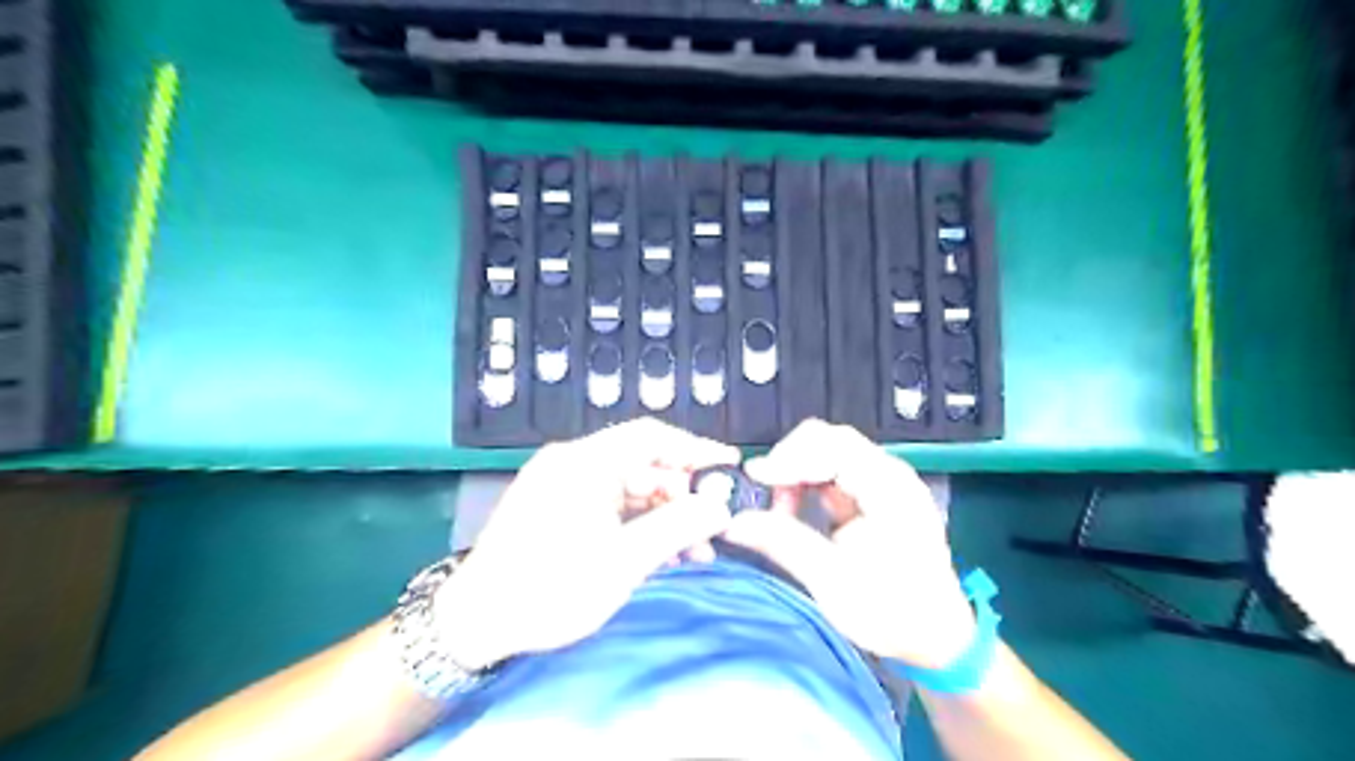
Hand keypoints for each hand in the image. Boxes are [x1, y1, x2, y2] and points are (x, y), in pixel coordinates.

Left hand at [431, 419, 736, 669]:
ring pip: (629, 488)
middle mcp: (573, 462)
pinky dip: (638, 524)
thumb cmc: (550, 587)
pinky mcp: (557, 507)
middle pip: (643, 464)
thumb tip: (721, 507)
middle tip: (714, 525)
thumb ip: (678, 528)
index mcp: (585, 461)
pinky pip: (610, 504)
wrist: (474, 624)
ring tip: (695, 550)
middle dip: (683, 494)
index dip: (696, 448)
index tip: (730, 467)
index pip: (652, 436)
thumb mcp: (623, 561)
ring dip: (663, 514)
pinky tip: (662, 551)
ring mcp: (562, 484)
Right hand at [732, 418, 973, 669]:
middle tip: (764, 492)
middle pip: (830, 440)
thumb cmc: (892, 613)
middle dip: (791, 460)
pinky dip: (806, 483)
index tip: (756, 479)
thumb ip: (783, 544)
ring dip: (796, 471)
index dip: (790, 457)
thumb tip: (734, 523)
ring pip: (828, 453)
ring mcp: (883, 483)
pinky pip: (832, 472)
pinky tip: (794, 509)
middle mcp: (890, 475)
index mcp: (890, 489)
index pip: (834, 447)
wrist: (936, 638)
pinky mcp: (873, 496)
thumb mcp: (833, 582)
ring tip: (779, 508)